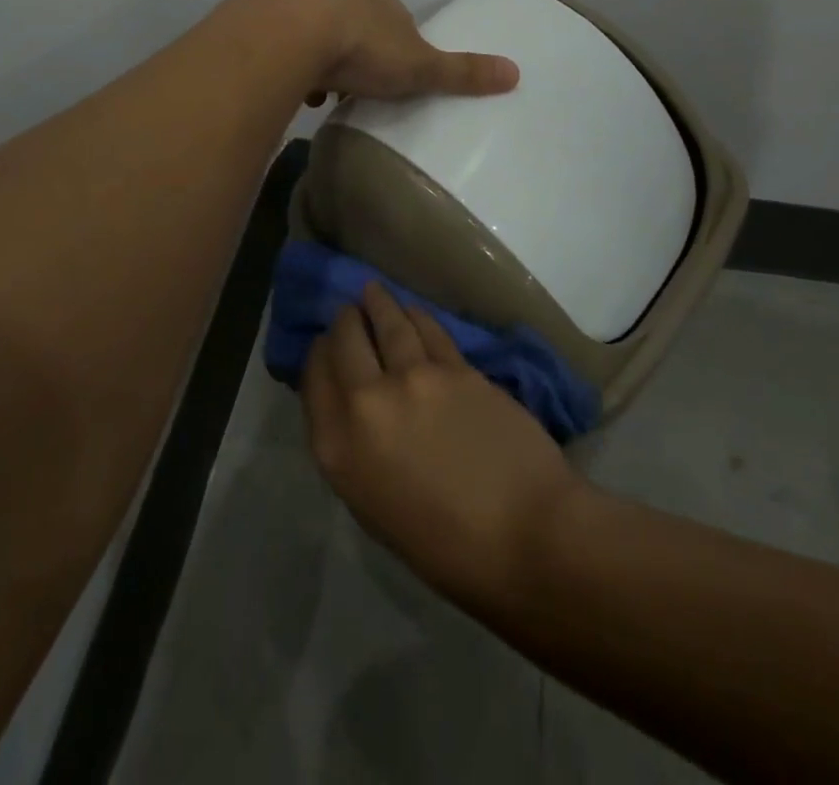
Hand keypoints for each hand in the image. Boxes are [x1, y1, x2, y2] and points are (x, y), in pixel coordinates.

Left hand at [244, 0, 519, 104]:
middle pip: (360, 29)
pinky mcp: (274, 23)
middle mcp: (347, 0)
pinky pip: (290, 48)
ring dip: (327, 62)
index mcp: (385, 7)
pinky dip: (296, 67)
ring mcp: (306, 8)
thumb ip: (462, 72)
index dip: (401, 50)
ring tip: (327, 95)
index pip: (400, 24)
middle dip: (362, 56)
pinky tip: (297, 90)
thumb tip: (516, 73)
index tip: (398, 77)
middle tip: (363, 89)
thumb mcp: (421, 66)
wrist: (294, 33)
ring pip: (322, 37)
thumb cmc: (366, 50)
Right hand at [302, 283, 586, 605]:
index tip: (325, 345)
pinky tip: (412, 311)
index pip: (314, 377)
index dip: (318, 354)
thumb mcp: (374, 508)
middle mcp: (367, 401)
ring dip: (377, 302)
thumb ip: (354, 451)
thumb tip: (354, 410)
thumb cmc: (446, 547)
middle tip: (349, 313)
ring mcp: (413, 377)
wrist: (524, 534)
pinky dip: (414, 315)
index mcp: (338, 447)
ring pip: (387, 321)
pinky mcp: (455, 366)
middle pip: (345, 340)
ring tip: (373, 292)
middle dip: (345, 321)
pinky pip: (427, 328)